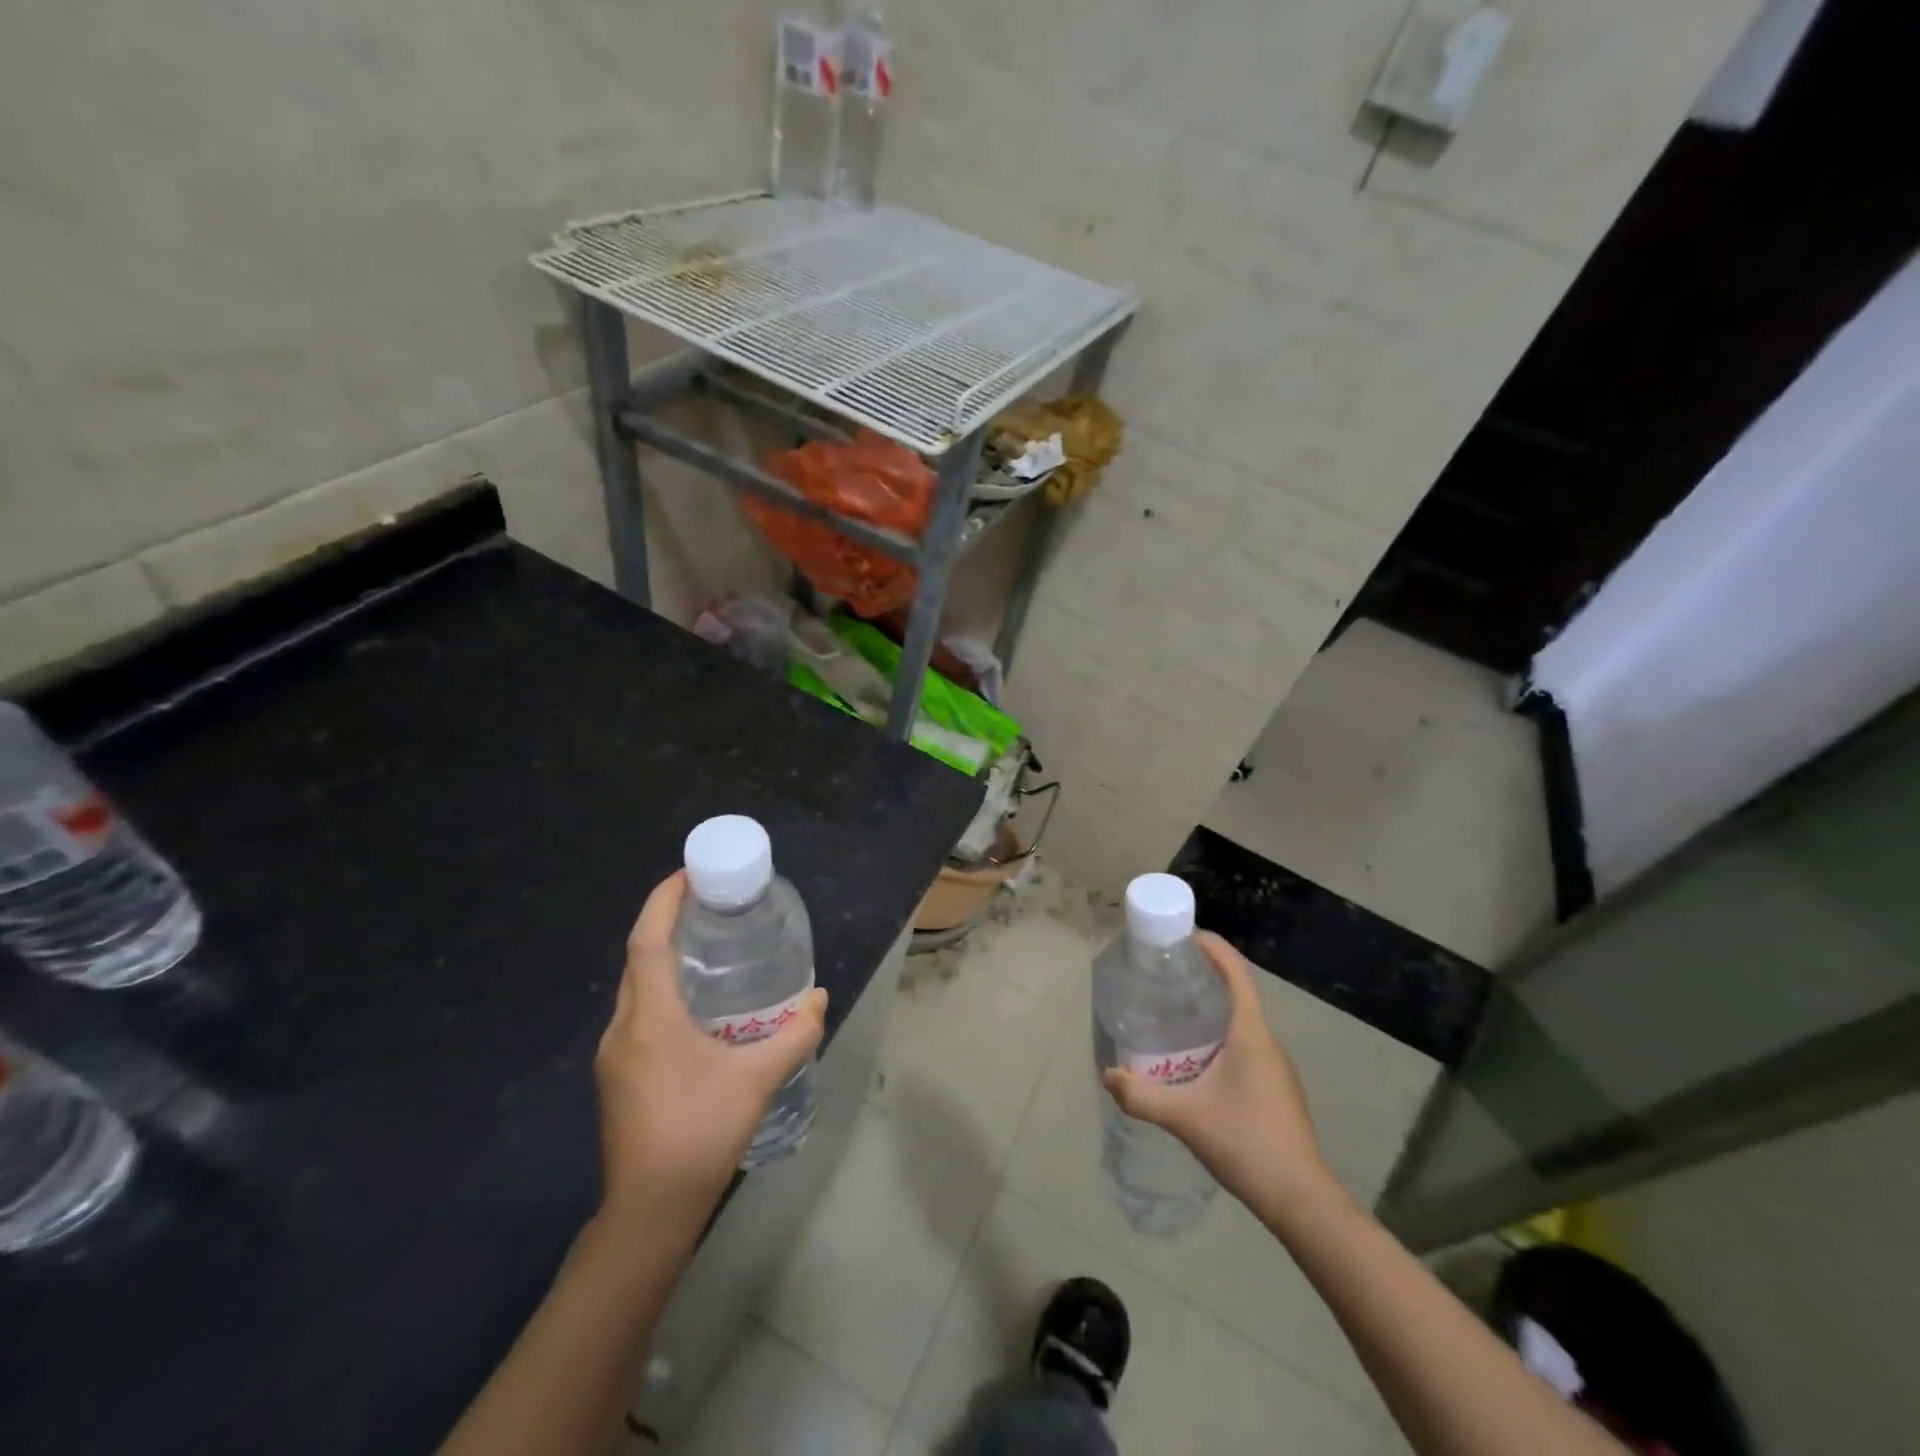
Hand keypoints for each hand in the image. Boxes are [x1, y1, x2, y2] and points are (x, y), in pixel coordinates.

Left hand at [593, 871, 826, 1242]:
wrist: (650, 1212)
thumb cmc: (700, 1133)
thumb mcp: (757, 1080)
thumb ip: (794, 1035)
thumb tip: (819, 1000)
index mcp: (650, 1019)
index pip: (647, 942)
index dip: (663, 902)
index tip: (687, 875)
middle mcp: (623, 1029)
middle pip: (638, 960)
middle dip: (664, 923)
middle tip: (706, 905)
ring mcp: (615, 1057)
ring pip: (635, 989)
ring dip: (662, 959)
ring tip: (704, 947)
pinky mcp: (618, 1078)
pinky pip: (637, 1015)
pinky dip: (660, 992)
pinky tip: (694, 1008)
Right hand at [1101, 932, 1340, 1219]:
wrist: (1301, 1200)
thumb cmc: (1247, 1144)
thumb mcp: (1186, 1118)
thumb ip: (1143, 1096)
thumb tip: (1108, 1075)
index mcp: (1252, 1034)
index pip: (1237, 974)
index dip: (1214, 948)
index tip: (1185, 935)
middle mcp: (1267, 1042)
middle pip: (1238, 993)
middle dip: (1204, 976)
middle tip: (1165, 974)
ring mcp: (1275, 1066)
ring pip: (1241, 1021)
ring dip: (1212, 1008)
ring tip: (1173, 1011)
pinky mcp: (1275, 1087)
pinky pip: (1245, 1044)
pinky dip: (1220, 1034)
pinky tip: (1195, 1058)